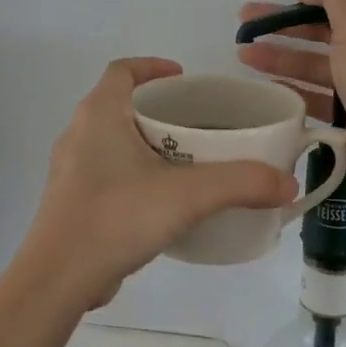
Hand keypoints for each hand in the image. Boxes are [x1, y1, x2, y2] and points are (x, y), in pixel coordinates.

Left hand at [23, 58, 298, 309]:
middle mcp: (78, 134)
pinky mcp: (70, 202)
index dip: (152, 67)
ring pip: (112, 142)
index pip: (122, 70)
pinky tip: (160, 202)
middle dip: (157, 110)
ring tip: (185, 162)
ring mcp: (70, 170)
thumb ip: (241, 183)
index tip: (183, 78)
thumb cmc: (116, 217)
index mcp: (99, 115)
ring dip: (145, 144)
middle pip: (120, 105)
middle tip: (196, 124)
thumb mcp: (187, 195)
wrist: (57, 279)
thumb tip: (288, 183)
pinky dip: (134, 174)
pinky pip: (106, 173)